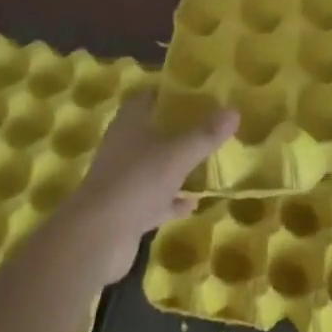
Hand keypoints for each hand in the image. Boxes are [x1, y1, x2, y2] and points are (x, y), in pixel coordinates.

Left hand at [58, 94, 238, 282]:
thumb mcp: (178, 154)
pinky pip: (155, 198)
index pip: (151, 96)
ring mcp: (124, 178)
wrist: (97, 238)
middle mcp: (125, 145)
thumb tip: (235, 111)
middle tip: (211, 128)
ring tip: (208, 164)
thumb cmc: (136, 181)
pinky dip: (173, 200)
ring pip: (156, 165)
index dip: (173, 93)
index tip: (200, 94)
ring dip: (178, 167)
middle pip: (155, 130)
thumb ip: (206, 134)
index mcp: (131, 122)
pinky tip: (194, 203)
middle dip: (180, 130)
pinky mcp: (126, 209)